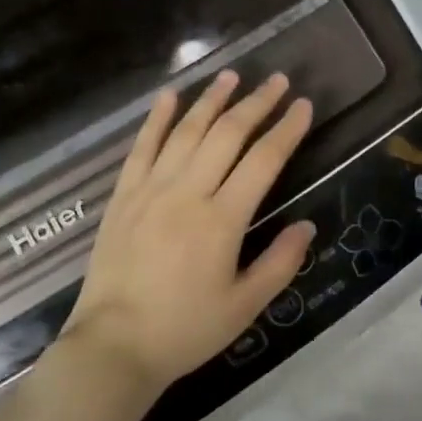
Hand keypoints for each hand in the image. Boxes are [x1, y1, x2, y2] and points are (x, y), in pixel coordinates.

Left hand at [60, 70, 315, 401]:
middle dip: (255, 103)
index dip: (286, 129)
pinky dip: (157, 118)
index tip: (302, 105)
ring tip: (231, 76)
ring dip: (211, 100)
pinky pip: (142, 147)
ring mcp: (151, 190)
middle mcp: (187, 193)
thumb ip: (280, 263)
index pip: (263, 160)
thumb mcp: (244, 306)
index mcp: (222, 220)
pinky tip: (169, 96)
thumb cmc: (186, 330)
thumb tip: (306, 226)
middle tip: (276, 79)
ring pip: (186, 132)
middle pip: (227, 134)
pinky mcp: (123, 196)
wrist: (114, 345)